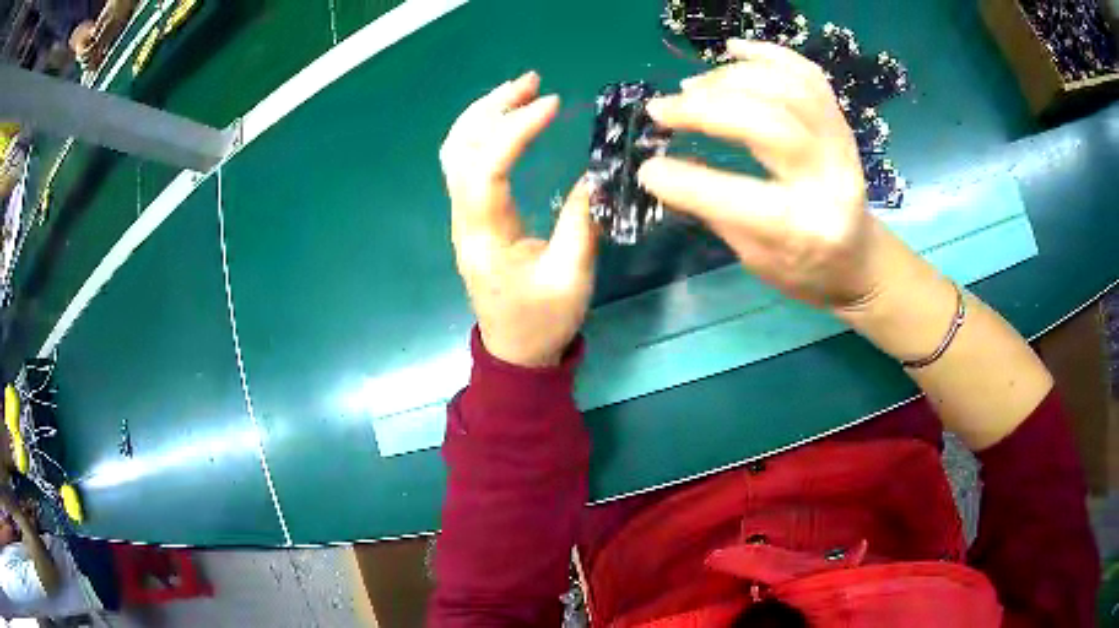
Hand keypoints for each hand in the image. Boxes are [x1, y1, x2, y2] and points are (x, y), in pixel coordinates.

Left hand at [440, 72, 596, 366]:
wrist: (514, 352)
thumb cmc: (542, 322)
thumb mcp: (572, 276)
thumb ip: (579, 221)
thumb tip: (592, 174)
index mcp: (485, 236)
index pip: (486, 168)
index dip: (514, 130)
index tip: (551, 104)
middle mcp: (464, 219)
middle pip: (459, 149)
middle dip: (492, 107)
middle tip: (532, 82)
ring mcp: (463, 216)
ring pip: (457, 152)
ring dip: (484, 115)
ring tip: (521, 91)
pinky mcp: (472, 216)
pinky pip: (467, 164)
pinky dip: (484, 133)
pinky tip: (509, 120)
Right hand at [638, 39, 884, 309]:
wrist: (860, 260)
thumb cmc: (806, 270)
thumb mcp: (756, 259)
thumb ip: (715, 211)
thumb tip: (661, 170)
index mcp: (806, 229)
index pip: (740, 200)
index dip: (685, 182)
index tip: (647, 169)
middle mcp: (830, 180)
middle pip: (769, 124)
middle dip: (705, 109)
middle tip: (662, 109)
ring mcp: (841, 145)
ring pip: (787, 89)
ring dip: (730, 78)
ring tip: (693, 86)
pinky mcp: (841, 123)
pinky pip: (808, 75)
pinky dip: (769, 55)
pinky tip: (734, 50)